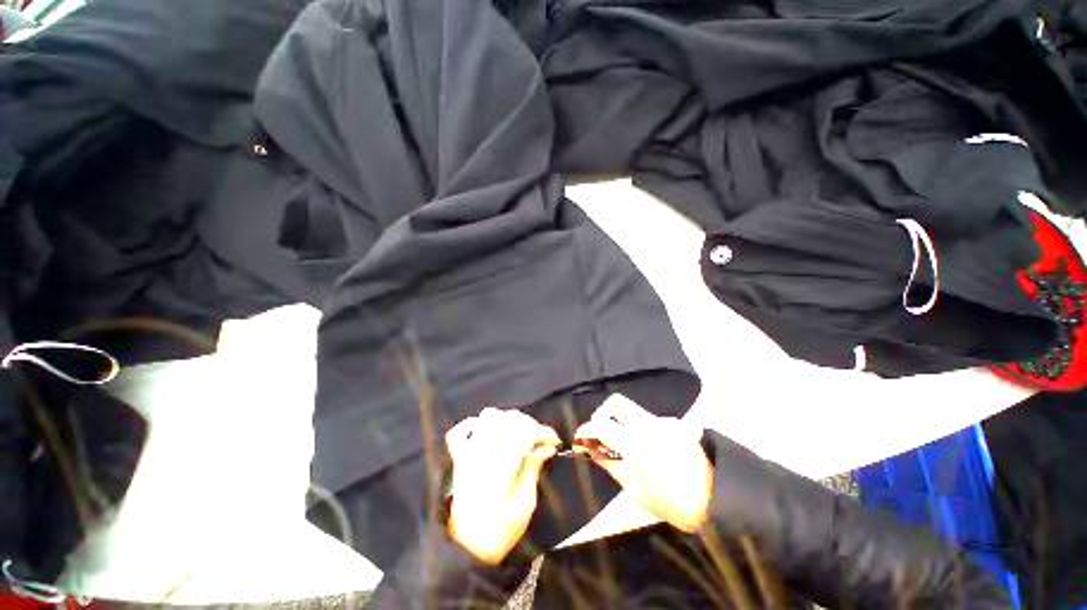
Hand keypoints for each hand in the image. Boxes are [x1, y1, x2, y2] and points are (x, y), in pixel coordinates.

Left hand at [444, 408, 560, 564]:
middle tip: (539, 440)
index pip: (525, 432)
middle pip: (509, 419)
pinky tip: (485, 430)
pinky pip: (458, 432)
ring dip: (507, 420)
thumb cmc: (501, 531)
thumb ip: (533, 470)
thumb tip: (546, 447)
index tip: (555, 441)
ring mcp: (468, 453)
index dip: (544, 432)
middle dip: (529, 424)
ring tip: (518, 434)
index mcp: (502, 466)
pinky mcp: (458, 459)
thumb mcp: (525, 505)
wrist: (468, 550)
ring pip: (488, 417)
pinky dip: (472, 425)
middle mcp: (484, 453)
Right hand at [573, 395, 712, 532]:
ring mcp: (664, 421)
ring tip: (622, 445)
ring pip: (631, 410)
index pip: (603, 425)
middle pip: (616, 402)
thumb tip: (590, 448)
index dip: (585, 429)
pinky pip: (646, 418)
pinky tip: (644, 446)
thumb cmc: (675, 505)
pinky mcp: (674, 422)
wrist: (719, 500)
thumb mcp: (637, 492)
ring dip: (619, 422)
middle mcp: (651, 426)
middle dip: (601, 414)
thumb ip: (610, 465)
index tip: (579, 438)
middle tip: (599, 433)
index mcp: (640, 447)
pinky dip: (636, 427)